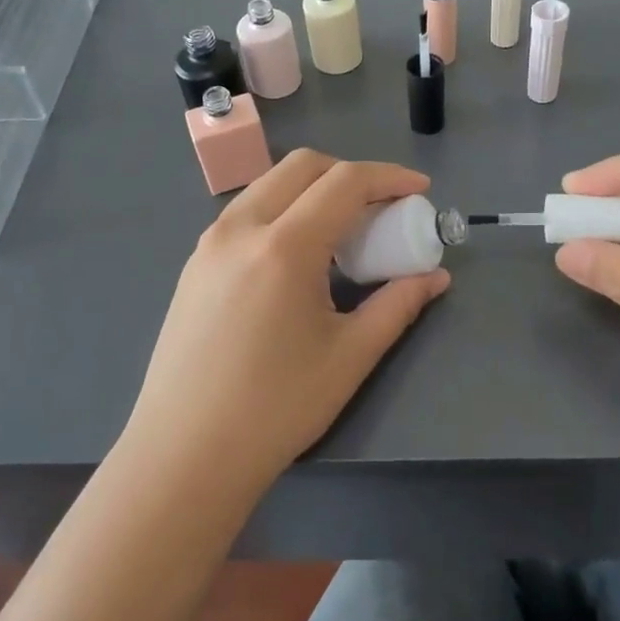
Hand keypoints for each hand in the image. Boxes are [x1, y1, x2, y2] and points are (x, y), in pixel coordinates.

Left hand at [124, 151, 449, 498]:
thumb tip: (434, 277)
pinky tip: (296, 256)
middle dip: (349, 173)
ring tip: (341, 231)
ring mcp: (209, 244)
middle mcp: (240, 228)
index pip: (344, 182)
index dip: (389, 177)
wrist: (185, 454)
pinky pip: (245, 213)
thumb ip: (398, 305)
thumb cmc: (276, 408)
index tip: (419, 191)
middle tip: (381, 207)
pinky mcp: (193, 265)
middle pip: (301, 166)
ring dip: (312, 189)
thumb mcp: (350, 356)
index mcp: (283, 247)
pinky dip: (281, 211)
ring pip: (268, 185)